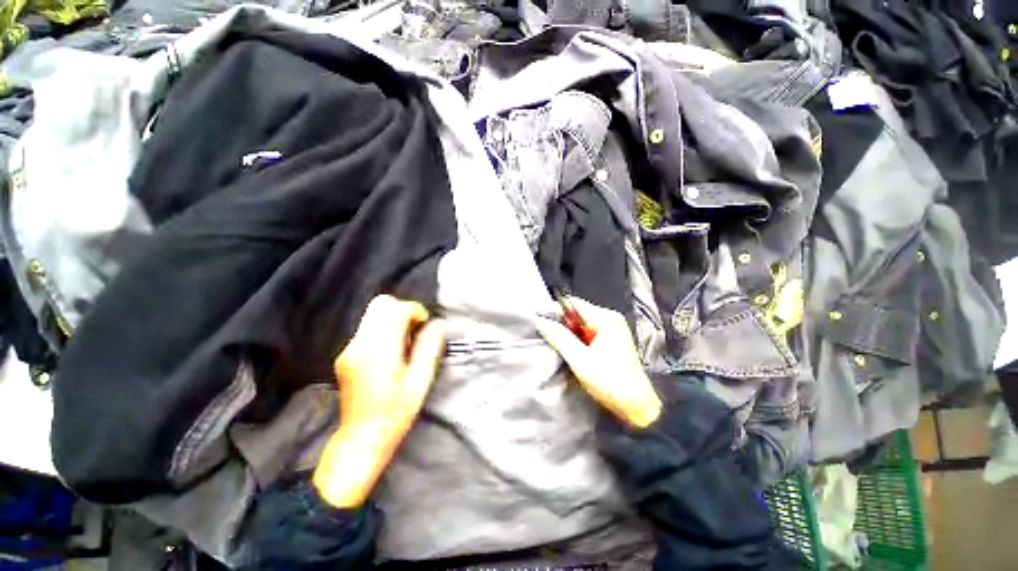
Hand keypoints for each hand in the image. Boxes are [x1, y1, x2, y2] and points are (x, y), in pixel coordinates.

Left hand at [314, 295, 445, 508]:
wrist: (361, 439)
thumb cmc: (395, 413)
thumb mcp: (420, 381)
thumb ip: (429, 348)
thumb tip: (437, 325)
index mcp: (379, 350)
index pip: (395, 309)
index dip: (415, 311)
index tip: (424, 327)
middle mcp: (359, 344)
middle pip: (380, 304)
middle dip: (402, 310)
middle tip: (415, 332)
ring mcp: (349, 349)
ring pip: (373, 315)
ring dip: (393, 320)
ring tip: (404, 345)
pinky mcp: (346, 355)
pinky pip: (368, 329)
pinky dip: (383, 330)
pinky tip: (391, 353)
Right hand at [536, 297, 661, 428]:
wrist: (637, 406)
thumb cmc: (611, 382)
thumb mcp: (580, 360)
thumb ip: (559, 338)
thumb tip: (541, 321)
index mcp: (606, 319)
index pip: (574, 304)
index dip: (555, 310)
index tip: (540, 320)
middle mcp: (610, 320)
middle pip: (577, 314)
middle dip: (561, 324)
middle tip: (547, 336)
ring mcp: (612, 331)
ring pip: (581, 325)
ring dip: (568, 334)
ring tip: (557, 346)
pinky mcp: (611, 342)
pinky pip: (588, 334)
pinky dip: (577, 341)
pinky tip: (571, 352)